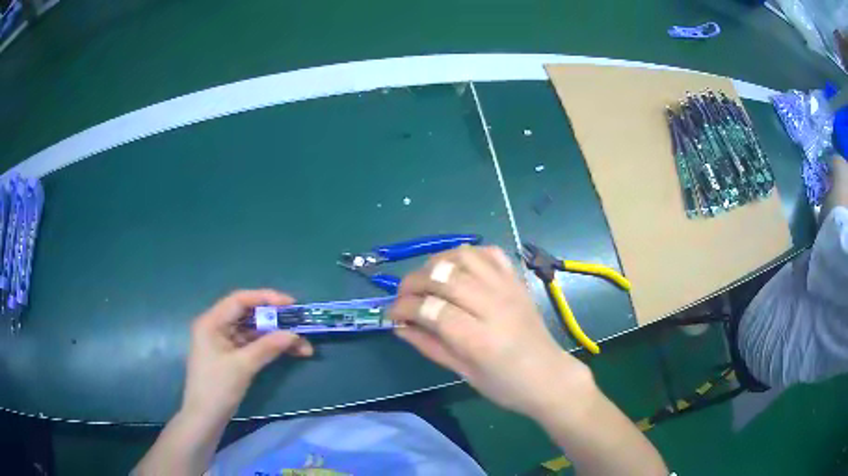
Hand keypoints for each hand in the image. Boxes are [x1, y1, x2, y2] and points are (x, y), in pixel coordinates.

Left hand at [181, 289, 312, 420]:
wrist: (205, 418)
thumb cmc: (217, 388)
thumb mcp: (243, 366)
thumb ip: (267, 347)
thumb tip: (294, 334)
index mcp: (212, 322)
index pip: (240, 300)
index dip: (266, 298)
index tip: (291, 303)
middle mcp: (216, 326)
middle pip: (248, 315)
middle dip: (275, 321)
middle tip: (300, 325)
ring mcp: (223, 342)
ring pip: (253, 331)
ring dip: (276, 337)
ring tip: (302, 346)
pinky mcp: (229, 355)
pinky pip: (251, 345)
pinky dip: (269, 348)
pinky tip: (288, 352)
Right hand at [389, 245, 591, 417]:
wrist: (549, 376)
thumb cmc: (505, 385)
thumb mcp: (463, 373)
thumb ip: (429, 346)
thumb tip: (399, 326)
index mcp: (479, 339)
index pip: (431, 309)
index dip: (404, 307)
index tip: (391, 314)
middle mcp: (493, 305)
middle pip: (443, 276)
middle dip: (413, 282)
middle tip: (403, 296)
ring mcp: (508, 288)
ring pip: (464, 256)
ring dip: (436, 262)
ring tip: (427, 279)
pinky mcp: (517, 281)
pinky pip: (489, 253)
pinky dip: (467, 254)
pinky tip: (457, 269)